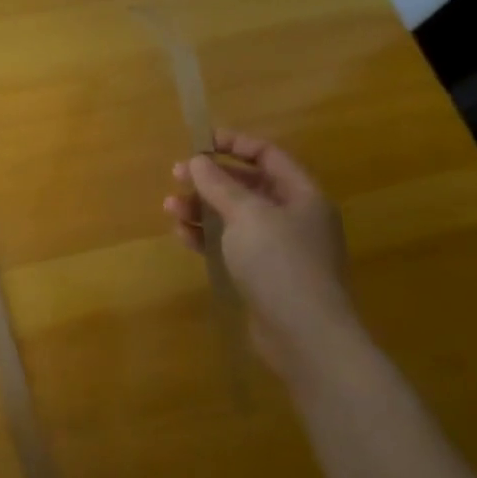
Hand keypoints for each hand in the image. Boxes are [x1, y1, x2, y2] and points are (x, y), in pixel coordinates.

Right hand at [163, 130, 361, 376]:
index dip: (234, 144)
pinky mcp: (262, 275)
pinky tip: (182, 234)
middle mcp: (293, 218)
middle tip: (176, 175)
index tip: (199, 142)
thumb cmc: (280, 263)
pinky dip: (207, 236)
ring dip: (202, 208)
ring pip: (234, 216)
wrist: (305, 336)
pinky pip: (230, 245)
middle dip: (211, 179)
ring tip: (171, 207)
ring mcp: (278, 249)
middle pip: (248, 186)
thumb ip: (220, 185)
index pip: (268, 156)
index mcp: (302, 196)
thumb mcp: (247, 215)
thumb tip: (197, 160)